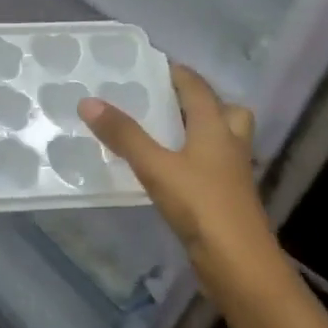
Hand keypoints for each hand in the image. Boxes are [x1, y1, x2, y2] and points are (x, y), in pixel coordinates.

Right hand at [80, 62, 280, 291]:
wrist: (238, 262)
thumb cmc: (200, 205)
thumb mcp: (155, 166)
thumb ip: (124, 135)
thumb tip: (89, 101)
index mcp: (216, 128)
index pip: (198, 89)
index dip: (179, 74)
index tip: (154, 65)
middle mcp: (230, 145)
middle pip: (226, 112)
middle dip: (201, 102)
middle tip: (167, 102)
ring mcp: (232, 174)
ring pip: (223, 141)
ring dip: (201, 132)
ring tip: (166, 134)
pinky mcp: (227, 199)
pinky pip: (213, 168)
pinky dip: (196, 161)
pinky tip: (170, 172)